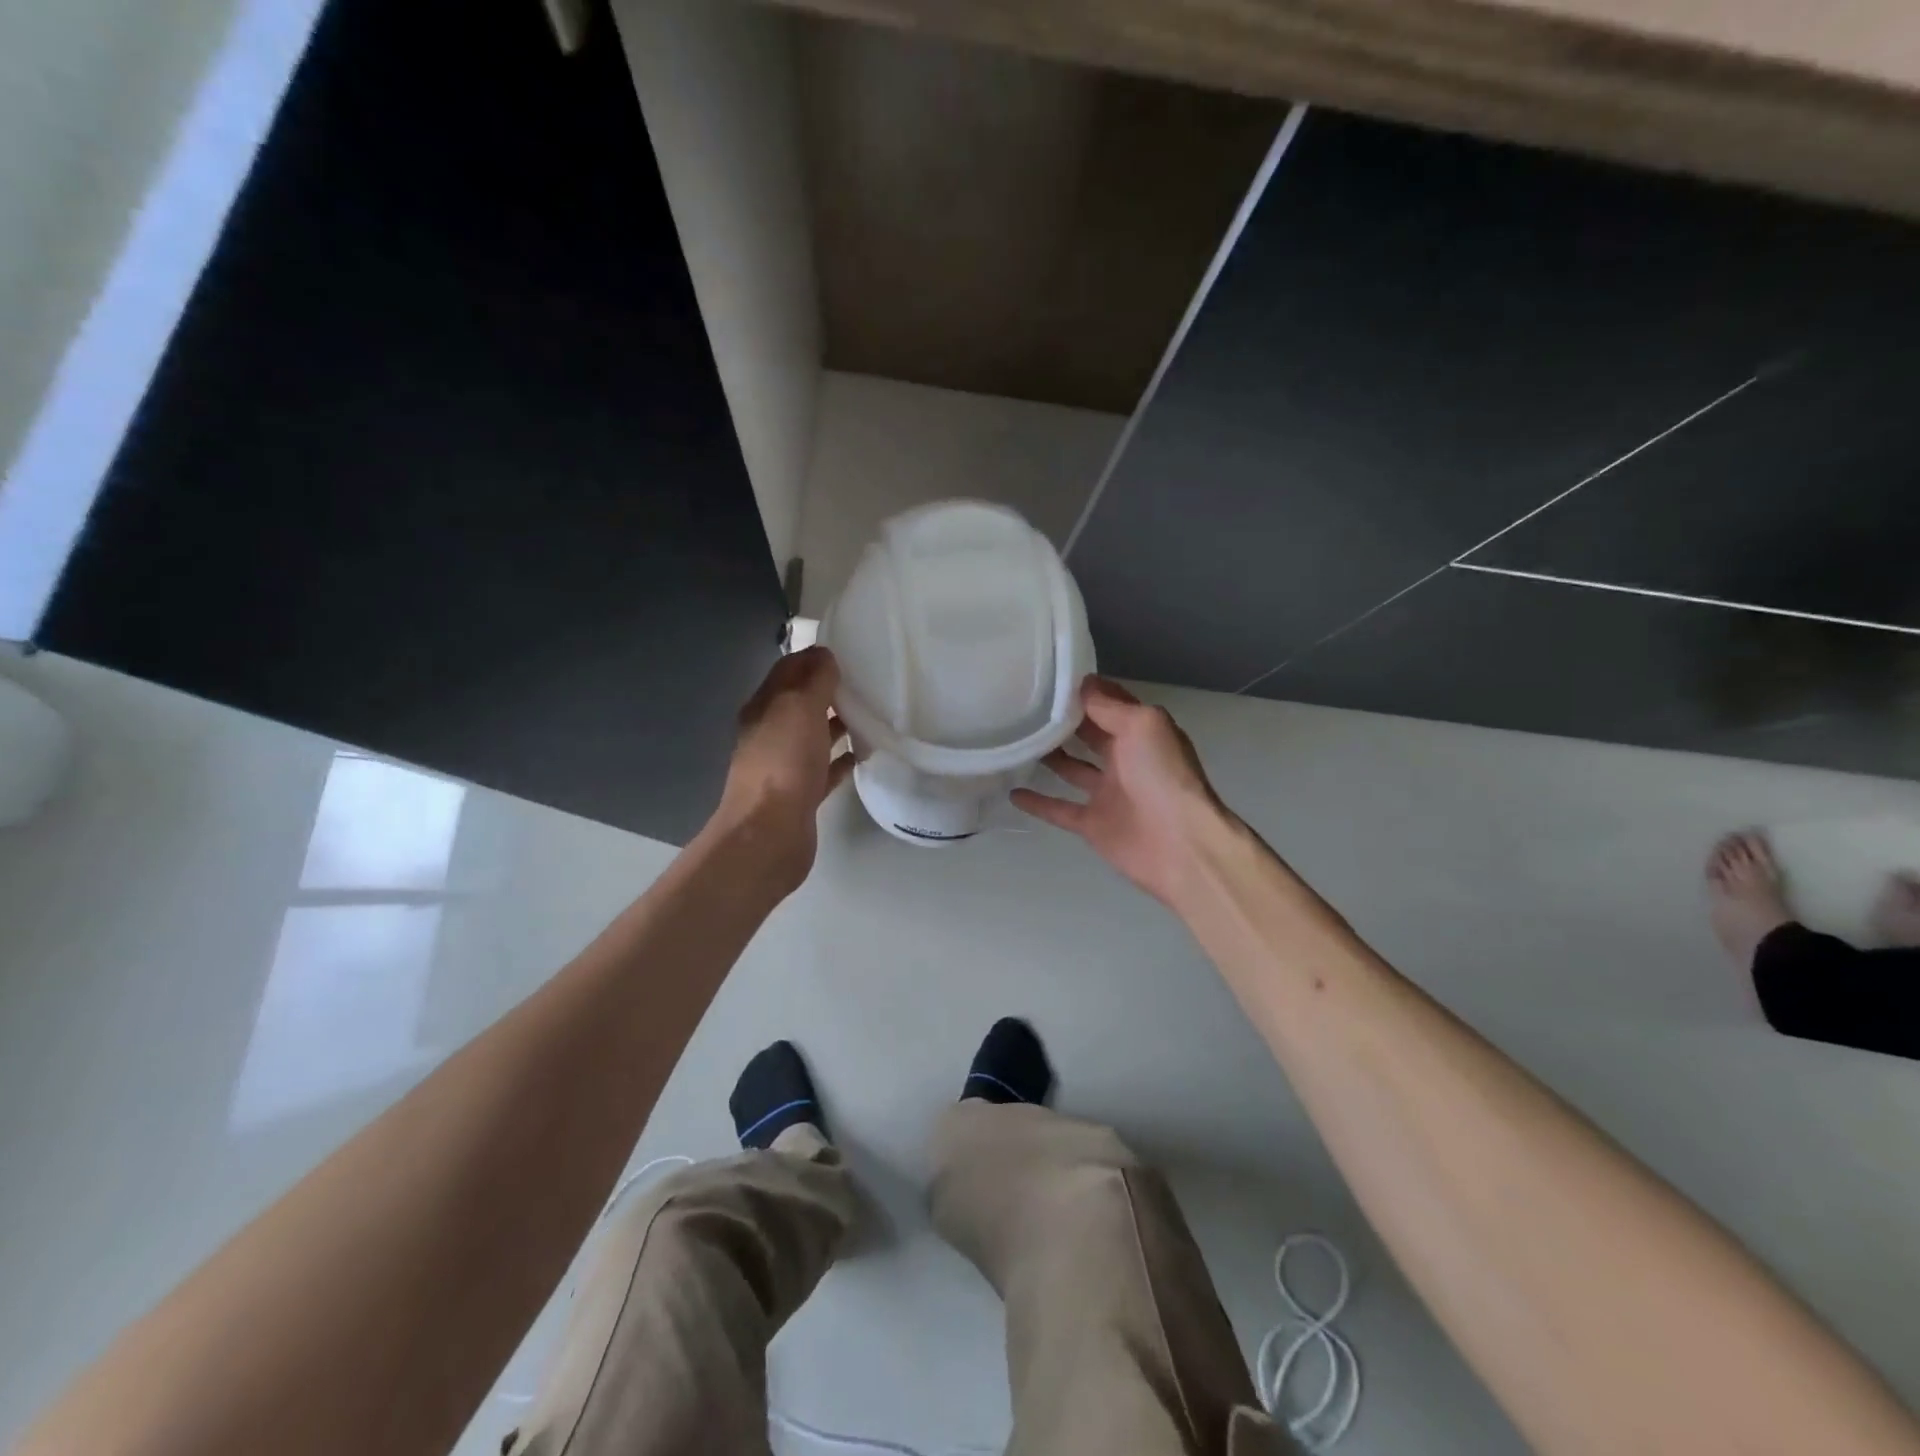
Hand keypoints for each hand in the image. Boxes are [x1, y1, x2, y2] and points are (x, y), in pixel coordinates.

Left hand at [714, 647, 853, 887]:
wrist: (770, 833)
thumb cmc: (783, 762)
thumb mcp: (800, 708)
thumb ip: (815, 680)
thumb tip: (825, 655)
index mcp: (764, 707)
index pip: (787, 670)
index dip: (813, 656)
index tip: (848, 649)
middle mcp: (771, 733)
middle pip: (802, 703)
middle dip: (830, 689)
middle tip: (867, 680)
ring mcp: (786, 765)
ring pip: (814, 735)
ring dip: (838, 723)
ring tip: (873, 712)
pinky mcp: (802, 794)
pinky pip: (826, 768)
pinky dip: (843, 758)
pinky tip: (866, 752)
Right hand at [1012, 677, 1233, 907]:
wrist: (1180, 844)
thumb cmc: (1163, 775)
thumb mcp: (1142, 724)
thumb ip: (1109, 705)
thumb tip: (1081, 685)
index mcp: (1140, 732)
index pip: (1108, 704)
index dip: (1082, 691)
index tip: (1047, 678)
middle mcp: (1124, 759)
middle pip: (1087, 734)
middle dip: (1062, 721)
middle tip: (1023, 706)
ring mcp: (1107, 793)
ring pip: (1071, 769)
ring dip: (1048, 756)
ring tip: (1015, 740)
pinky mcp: (1092, 824)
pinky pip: (1059, 809)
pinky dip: (1037, 802)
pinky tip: (1011, 791)